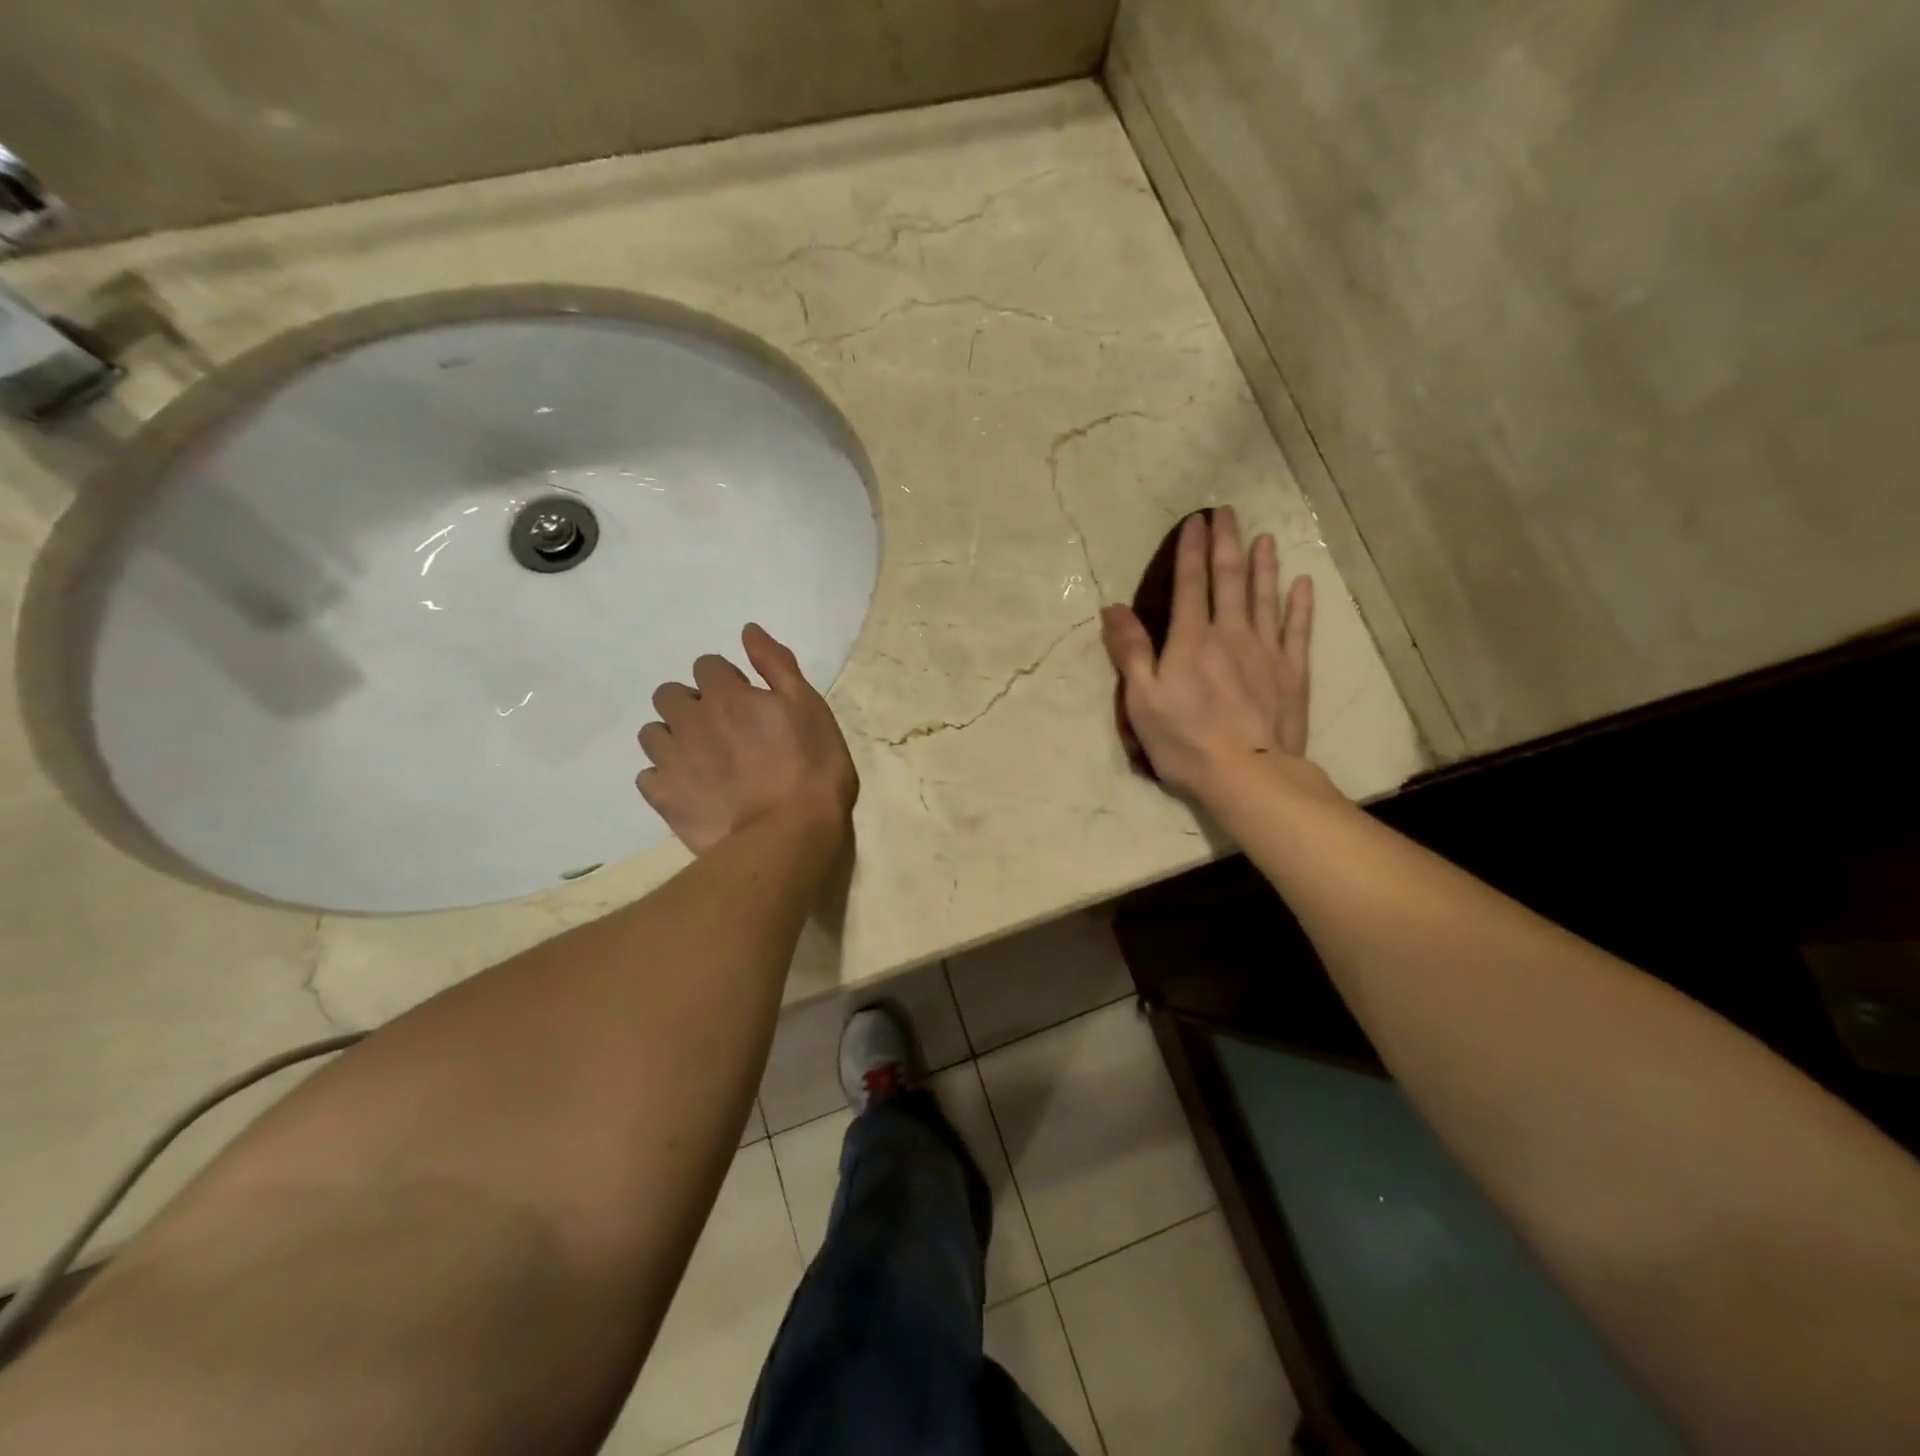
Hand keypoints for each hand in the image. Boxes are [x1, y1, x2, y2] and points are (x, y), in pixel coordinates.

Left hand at [637, 624, 858, 855]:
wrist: (788, 833)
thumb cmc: (812, 767)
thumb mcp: (809, 707)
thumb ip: (777, 665)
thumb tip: (748, 630)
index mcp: (727, 694)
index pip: (707, 665)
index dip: (726, 680)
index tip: (746, 701)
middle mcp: (690, 719)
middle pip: (669, 695)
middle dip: (690, 704)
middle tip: (721, 729)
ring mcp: (672, 759)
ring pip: (652, 733)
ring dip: (672, 737)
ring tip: (701, 760)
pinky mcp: (664, 797)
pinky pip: (648, 776)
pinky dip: (664, 777)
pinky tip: (689, 788)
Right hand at [1101, 507, 1314, 802]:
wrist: (1247, 775)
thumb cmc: (1184, 742)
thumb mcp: (1141, 700)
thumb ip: (1130, 651)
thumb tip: (1113, 608)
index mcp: (1191, 640)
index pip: (1190, 584)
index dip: (1192, 550)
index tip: (1197, 521)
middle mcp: (1231, 635)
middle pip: (1229, 581)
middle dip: (1227, 544)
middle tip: (1229, 513)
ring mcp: (1266, 652)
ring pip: (1265, 598)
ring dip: (1263, 566)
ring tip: (1264, 538)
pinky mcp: (1292, 673)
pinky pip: (1297, 630)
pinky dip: (1299, 606)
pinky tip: (1302, 585)